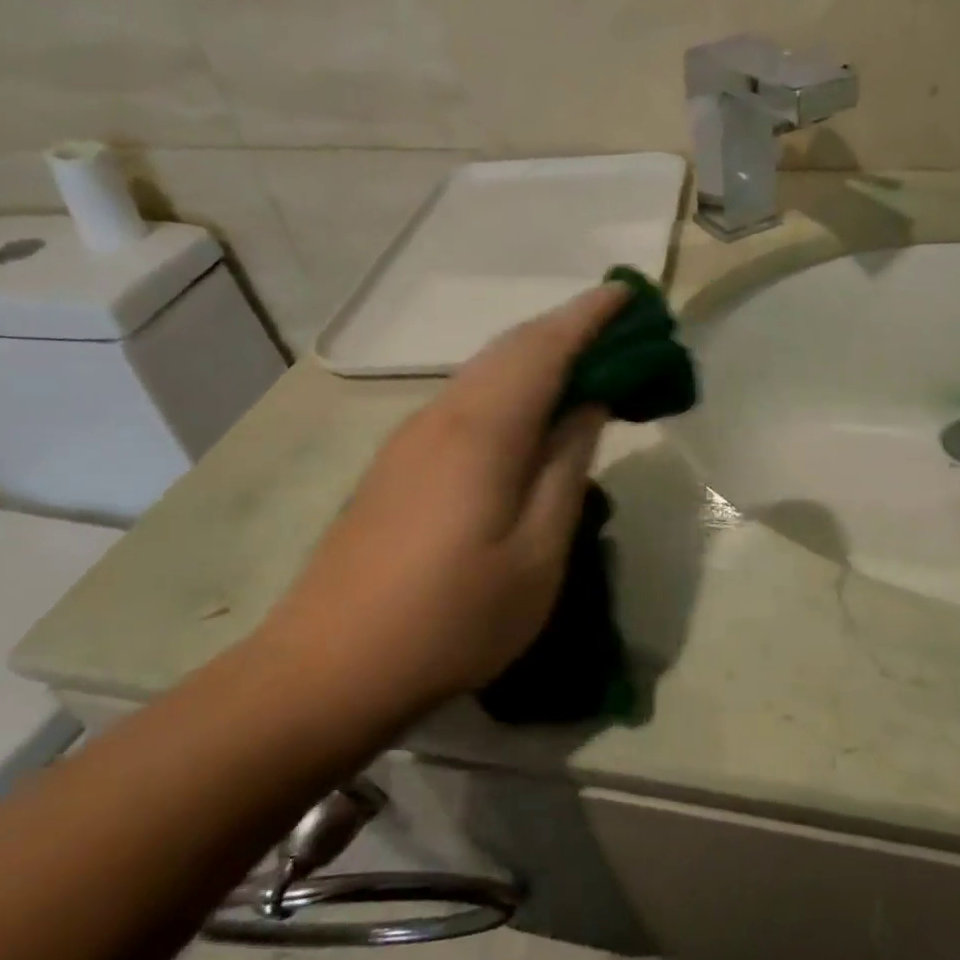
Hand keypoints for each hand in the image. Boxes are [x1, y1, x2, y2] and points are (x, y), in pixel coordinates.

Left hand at [255, 285, 627, 721]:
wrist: (331, 667)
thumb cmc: (453, 618)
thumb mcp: (537, 553)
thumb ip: (566, 469)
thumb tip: (586, 407)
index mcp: (483, 430)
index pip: (544, 347)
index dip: (589, 315)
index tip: (628, 292)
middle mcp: (441, 415)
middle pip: (510, 349)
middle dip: (567, 328)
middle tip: (619, 329)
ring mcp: (412, 438)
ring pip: (484, 371)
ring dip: (537, 356)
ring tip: (584, 365)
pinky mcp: (398, 463)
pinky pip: (466, 399)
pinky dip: (509, 386)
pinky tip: (528, 413)